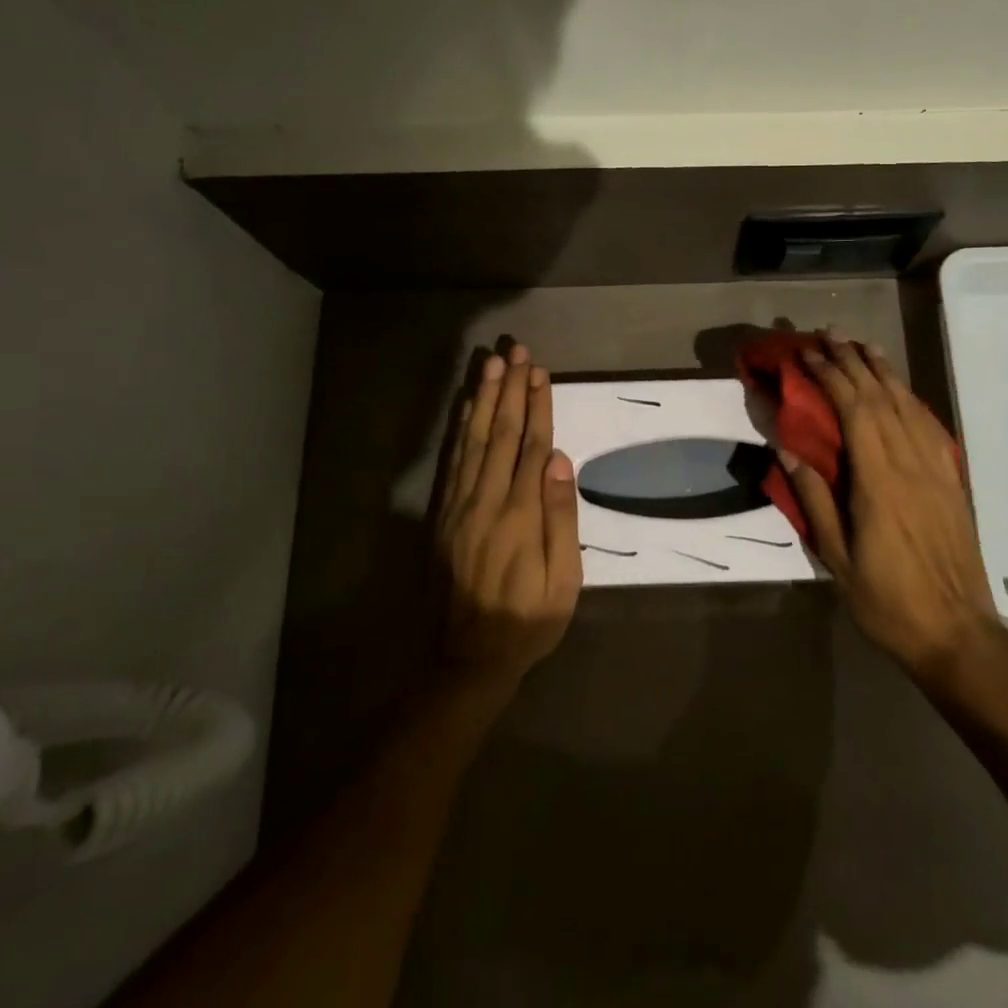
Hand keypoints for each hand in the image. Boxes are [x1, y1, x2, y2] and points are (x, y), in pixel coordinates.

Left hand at [433, 344, 582, 695]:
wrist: (470, 657)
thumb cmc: (529, 619)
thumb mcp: (563, 580)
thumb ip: (560, 517)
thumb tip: (559, 460)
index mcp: (520, 514)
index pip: (531, 445)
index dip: (537, 406)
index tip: (540, 371)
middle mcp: (487, 500)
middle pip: (501, 433)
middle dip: (510, 389)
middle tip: (515, 351)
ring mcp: (460, 506)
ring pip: (474, 440)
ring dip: (484, 399)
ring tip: (492, 364)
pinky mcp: (444, 515)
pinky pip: (453, 462)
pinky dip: (460, 429)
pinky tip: (467, 407)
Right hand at [780, 334, 1004, 682]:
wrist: (957, 633)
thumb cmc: (887, 601)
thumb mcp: (837, 558)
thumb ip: (813, 499)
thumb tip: (786, 449)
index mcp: (879, 482)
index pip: (854, 411)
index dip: (830, 377)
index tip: (806, 355)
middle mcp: (911, 464)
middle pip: (881, 398)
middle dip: (853, 361)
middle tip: (829, 334)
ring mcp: (937, 471)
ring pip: (909, 406)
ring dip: (884, 372)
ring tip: (863, 346)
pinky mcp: (952, 482)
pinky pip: (931, 427)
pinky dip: (911, 399)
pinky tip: (900, 390)